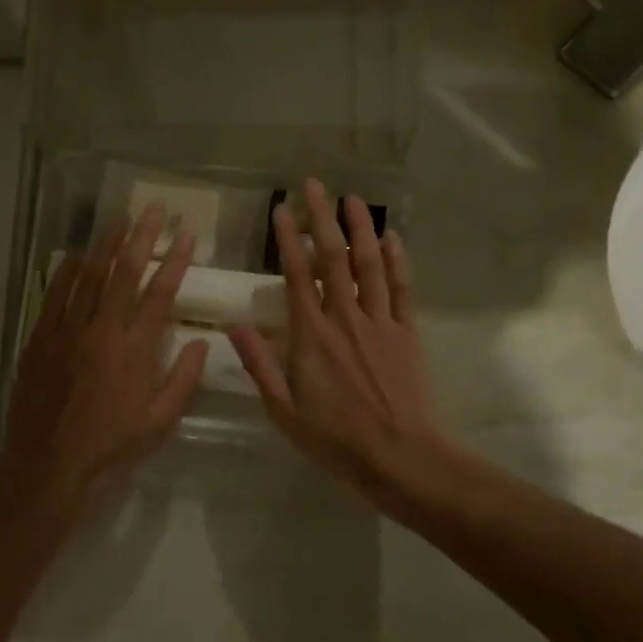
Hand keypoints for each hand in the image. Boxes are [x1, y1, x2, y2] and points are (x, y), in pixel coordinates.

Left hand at [0, 202, 208, 515]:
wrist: (49, 465)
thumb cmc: (111, 447)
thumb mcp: (160, 422)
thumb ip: (183, 379)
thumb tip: (203, 342)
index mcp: (134, 349)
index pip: (160, 293)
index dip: (176, 261)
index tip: (187, 235)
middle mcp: (101, 330)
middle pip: (124, 272)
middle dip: (142, 236)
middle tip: (154, 208)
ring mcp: (67, 330)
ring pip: (88, 275)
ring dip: (106, 244)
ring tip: (120, 219)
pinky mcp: (41, 338)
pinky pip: (56, 294)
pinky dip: (68, 271)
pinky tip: (77, 254)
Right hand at [230, 179, 448, 504]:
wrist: (401, 457)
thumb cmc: (335, 439)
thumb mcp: (284, 410)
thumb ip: (260, 364)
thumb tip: (234, 325)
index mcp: (312, 335)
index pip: (296, 276)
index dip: (288, 240)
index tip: (281, 209)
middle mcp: (346, 318)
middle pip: (334, 257)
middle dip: (323, 217)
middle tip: (315, 184)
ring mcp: (381, 322)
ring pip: (371, 263)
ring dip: (361, 227)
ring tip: (353, 198)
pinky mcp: (408, 332)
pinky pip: (402, 287)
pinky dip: (397, 259)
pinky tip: (392, 238)